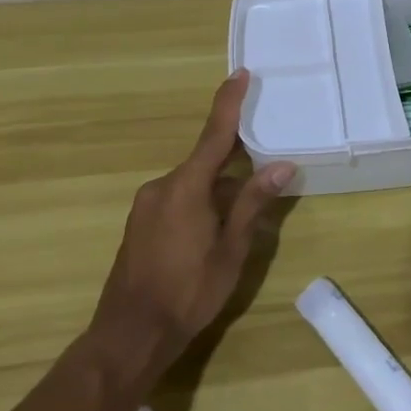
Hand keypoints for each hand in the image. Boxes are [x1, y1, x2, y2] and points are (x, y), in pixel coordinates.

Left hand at [90, 70, 294, 371]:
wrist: (128, 336)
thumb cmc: (187, 293)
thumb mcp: (230, 251)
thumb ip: (253, 204)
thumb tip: (282, 166)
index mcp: (186, 186)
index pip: (214, 134)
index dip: (228, 102)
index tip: (240, 74)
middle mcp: (162, 185)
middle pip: (205, 160)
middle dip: (234, 161)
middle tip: (264, 163)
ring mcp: (147, 204)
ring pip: (193, 183)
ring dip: (218, 188)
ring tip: (243, 213)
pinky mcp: (140, 222)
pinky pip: (177, 197)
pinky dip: (200, 201)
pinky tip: (214, 229)